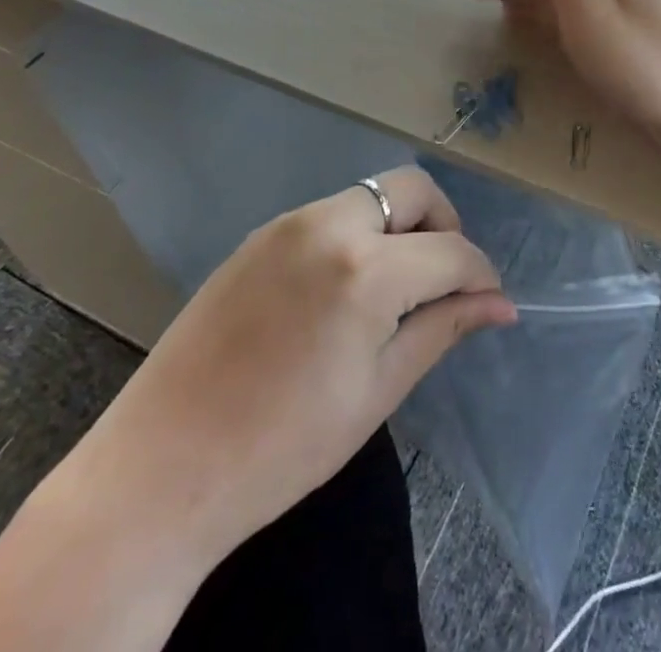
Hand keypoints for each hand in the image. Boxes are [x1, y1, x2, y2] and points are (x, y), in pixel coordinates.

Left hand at [63, 166, 514, 565]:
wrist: (161, 471)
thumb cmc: (283, 447)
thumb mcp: (377, 390)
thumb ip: (443, 329)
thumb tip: (499, 305)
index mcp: (365, 269)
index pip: (451, 250)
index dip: (480, 275)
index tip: (489, 301)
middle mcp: (329, 224)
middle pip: (412, 189)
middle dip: (443, 225)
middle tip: (441, 280)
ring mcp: (289, 224)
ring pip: (370, 196)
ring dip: (398, 228)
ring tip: (393, 290)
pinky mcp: (260, 235)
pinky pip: (329, 215)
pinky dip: (356, 235)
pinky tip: (342, 291)